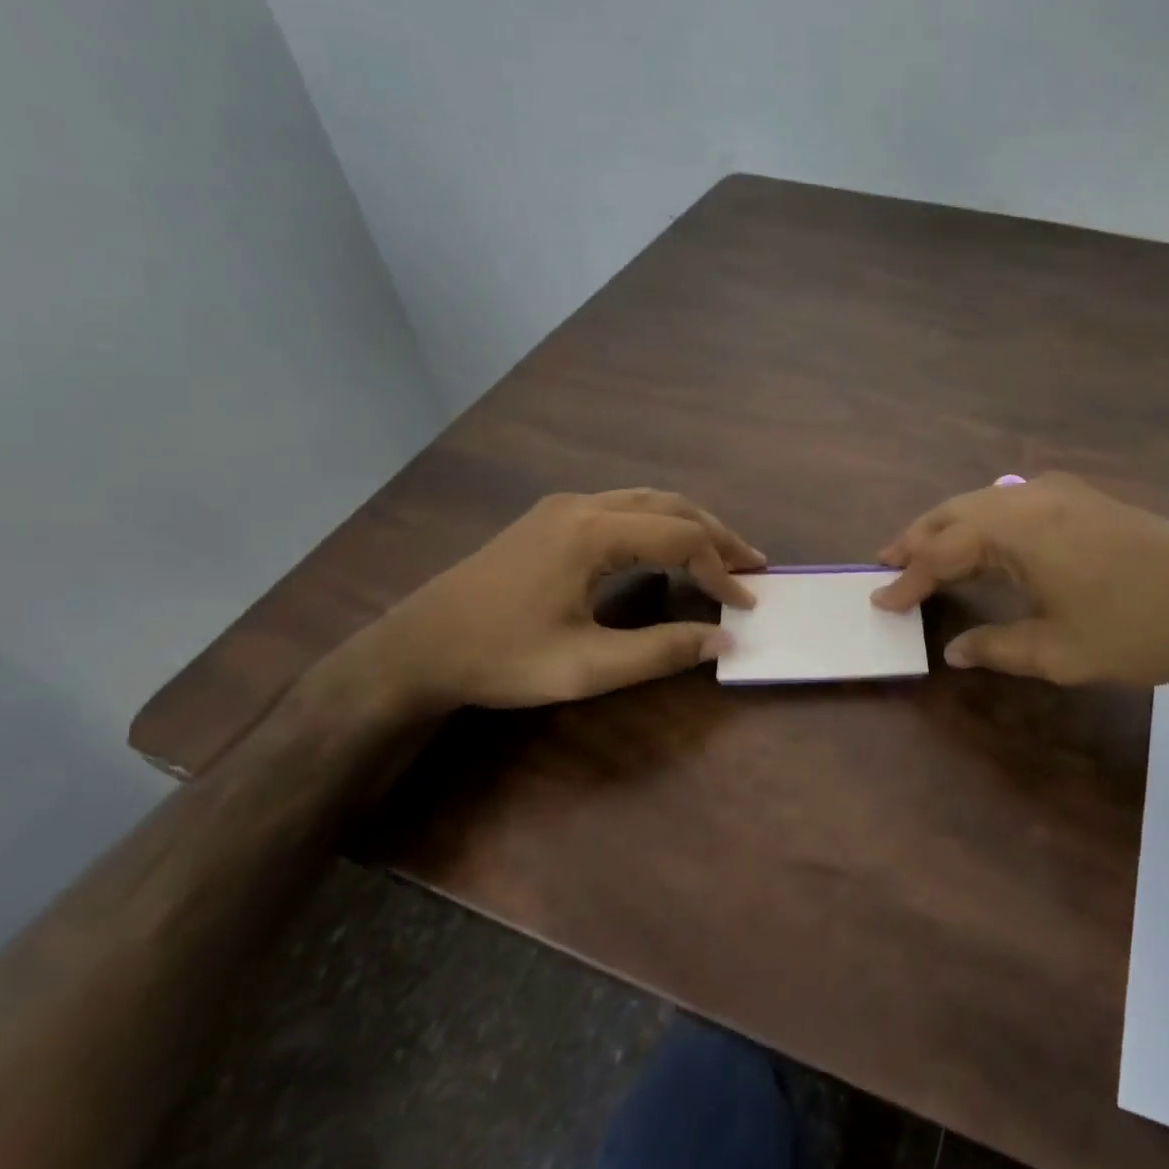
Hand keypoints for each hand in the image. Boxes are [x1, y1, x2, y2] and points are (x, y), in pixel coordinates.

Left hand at [373, 489, 763, 709]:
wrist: (416, 648)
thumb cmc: (500, 658)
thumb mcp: (585, 667)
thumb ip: (659, 652)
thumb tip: (722, 640)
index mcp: (592, 533)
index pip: (681, 538)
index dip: (720, 571)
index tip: (745, 605)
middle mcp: (582, 506)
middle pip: (670, 506)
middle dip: (717, 535)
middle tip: (752, 566)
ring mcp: (562, 508)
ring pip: (647, 501)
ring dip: (690, 524)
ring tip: (722, 554)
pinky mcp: (549, 519)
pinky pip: (623, 507)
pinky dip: (660, 524)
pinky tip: (668, 547)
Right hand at [872, 472, 1168, 687]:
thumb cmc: (1137, 628)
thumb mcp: (1058, 650)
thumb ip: (996, 647)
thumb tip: (954, 651)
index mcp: (1013, 528)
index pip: (941, 552)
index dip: (908, 580)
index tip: (881, 601)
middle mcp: (1028, 496)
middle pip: (954, 512)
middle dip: (918, 538)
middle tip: (888, 562)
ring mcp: (1060, 491)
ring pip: (984, 502)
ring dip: (950, 526)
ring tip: (925, 551)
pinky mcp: (1084, 498)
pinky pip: (1013, 502)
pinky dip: (984, 521)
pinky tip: (987, 539)